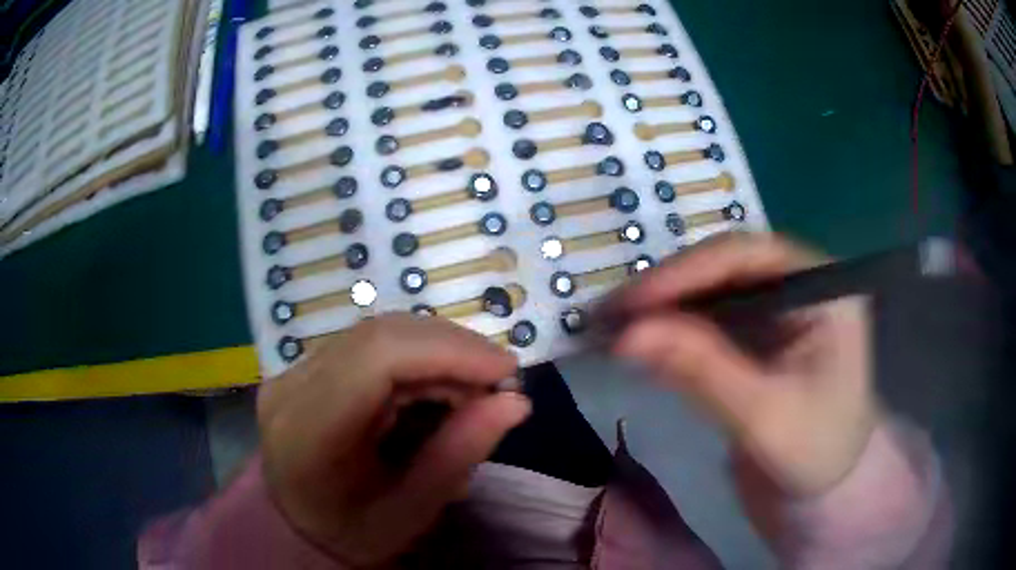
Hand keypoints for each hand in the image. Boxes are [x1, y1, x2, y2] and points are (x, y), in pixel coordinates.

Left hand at [257, 314, 530, 566]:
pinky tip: (439, 389)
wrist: (299, 523)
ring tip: (473, 392)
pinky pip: (373, 344)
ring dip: (439, 354)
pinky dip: (419, 360)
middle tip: (498, 384)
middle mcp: (291, 386)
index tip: (506, 370)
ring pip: (381, 333)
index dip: (449, 351)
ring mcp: (296, 369)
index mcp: (306, 432)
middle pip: (381, 336)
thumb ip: (458, 457)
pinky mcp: (309, 366)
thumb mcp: (408, 513)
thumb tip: (516, 403)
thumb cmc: (350, 531)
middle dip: (453, 350)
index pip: (377, 358)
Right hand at [606, 233, 879, 496]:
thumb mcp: (763, 417)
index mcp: (824, 289)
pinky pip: (712, 316)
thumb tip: (626, 335)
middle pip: (726, 267)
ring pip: (713, 289)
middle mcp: (801, 283)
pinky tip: (643, 339)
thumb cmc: (814, 454)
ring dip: (665, 307)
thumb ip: (702, 371)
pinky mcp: (760, 332)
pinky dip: (675, 328)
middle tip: (610, 316)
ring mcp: (780, 306)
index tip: (632, 303)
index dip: (687, 272)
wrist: (825, 489)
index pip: (750, 257)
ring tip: (614, 326)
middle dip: (670, 289)